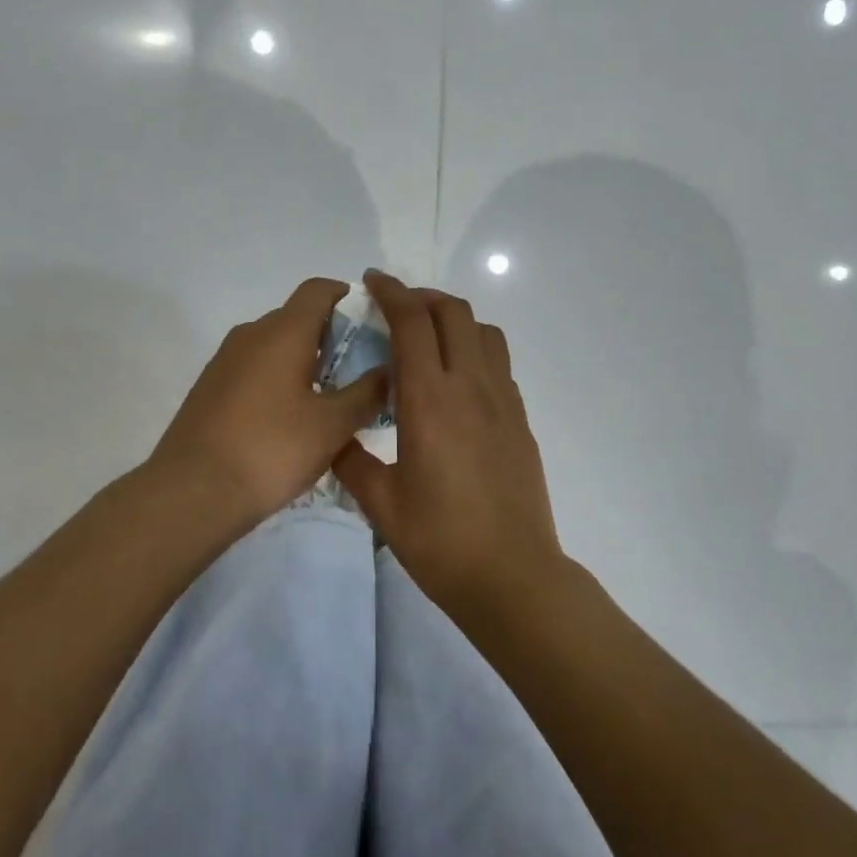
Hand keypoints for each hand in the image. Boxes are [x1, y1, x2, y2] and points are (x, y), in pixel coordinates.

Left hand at [152, 279, 388, 524]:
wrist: (192, 492)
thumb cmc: (272, 449)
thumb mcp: (333, 425)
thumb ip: (367, 393)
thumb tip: (389, 370)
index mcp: (283, 332)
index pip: (318, 290)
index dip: (347, 296)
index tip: (370, 320)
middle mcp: (250, 335)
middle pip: (297, 318)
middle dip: (331, 337)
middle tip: (360, 371)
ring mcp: (224, 361)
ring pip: (275, 346)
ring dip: (304, 362)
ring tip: (329, 400)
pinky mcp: (210, 389)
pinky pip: (254, 369)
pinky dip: (278, 380)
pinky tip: (290, 420)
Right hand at [334, 270, 566, 613]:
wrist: (511, 575)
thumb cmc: (440, 541)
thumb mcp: (381, 504)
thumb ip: (351, 460)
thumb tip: (335, 437)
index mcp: (430, 400)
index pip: (413, 322)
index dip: (392, 292)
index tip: (372, 282)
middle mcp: (471, 387)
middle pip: (454, 312)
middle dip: (423, 297)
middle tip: (396, 309)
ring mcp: (503, 401)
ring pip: (484, 332)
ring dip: (455, 321)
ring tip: (429, 339)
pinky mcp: (521, 419)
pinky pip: (499, 364)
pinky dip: (475, 350)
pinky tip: (456, 382)